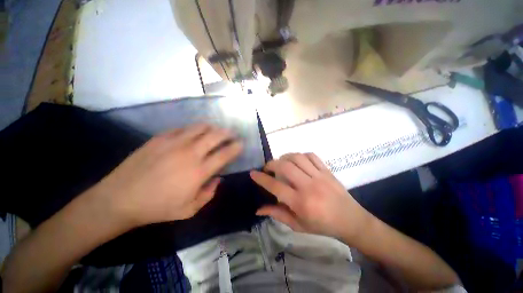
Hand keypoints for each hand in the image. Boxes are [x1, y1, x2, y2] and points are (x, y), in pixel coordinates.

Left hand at [93, 124, 242, 226]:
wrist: (119, 199)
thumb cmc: (157, 208)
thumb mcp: (189, 210)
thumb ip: (209, 193)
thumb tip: (218, 178)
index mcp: (199, 171)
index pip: (225, 154)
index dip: (236, 147)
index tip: (241, 143)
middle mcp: (190, 153)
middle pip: (215, 136)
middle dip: (227, 133)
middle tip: (232, 133)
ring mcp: (174, 143)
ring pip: (200, 128)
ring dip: (212, 128)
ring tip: (216, 130)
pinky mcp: (160, 138)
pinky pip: (183, 128)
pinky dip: (193, 128)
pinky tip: (194, 132)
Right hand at [250, 153, 370, 240]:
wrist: (350, 220)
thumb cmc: (322, 226)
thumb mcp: (298, 225)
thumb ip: (277, 214)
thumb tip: (258, 209)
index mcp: (301, 203)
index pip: (275, 186)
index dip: (261, 178)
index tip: (253, 173)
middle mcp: (309, 186)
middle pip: (285, 166)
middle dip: (271, 163)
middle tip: (267, 168)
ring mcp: (319, 176)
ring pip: (297, 157)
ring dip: (285, 157)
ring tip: (281, 162)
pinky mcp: (327, 170)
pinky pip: (311, 155)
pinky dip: (300, 155)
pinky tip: (297, 161)